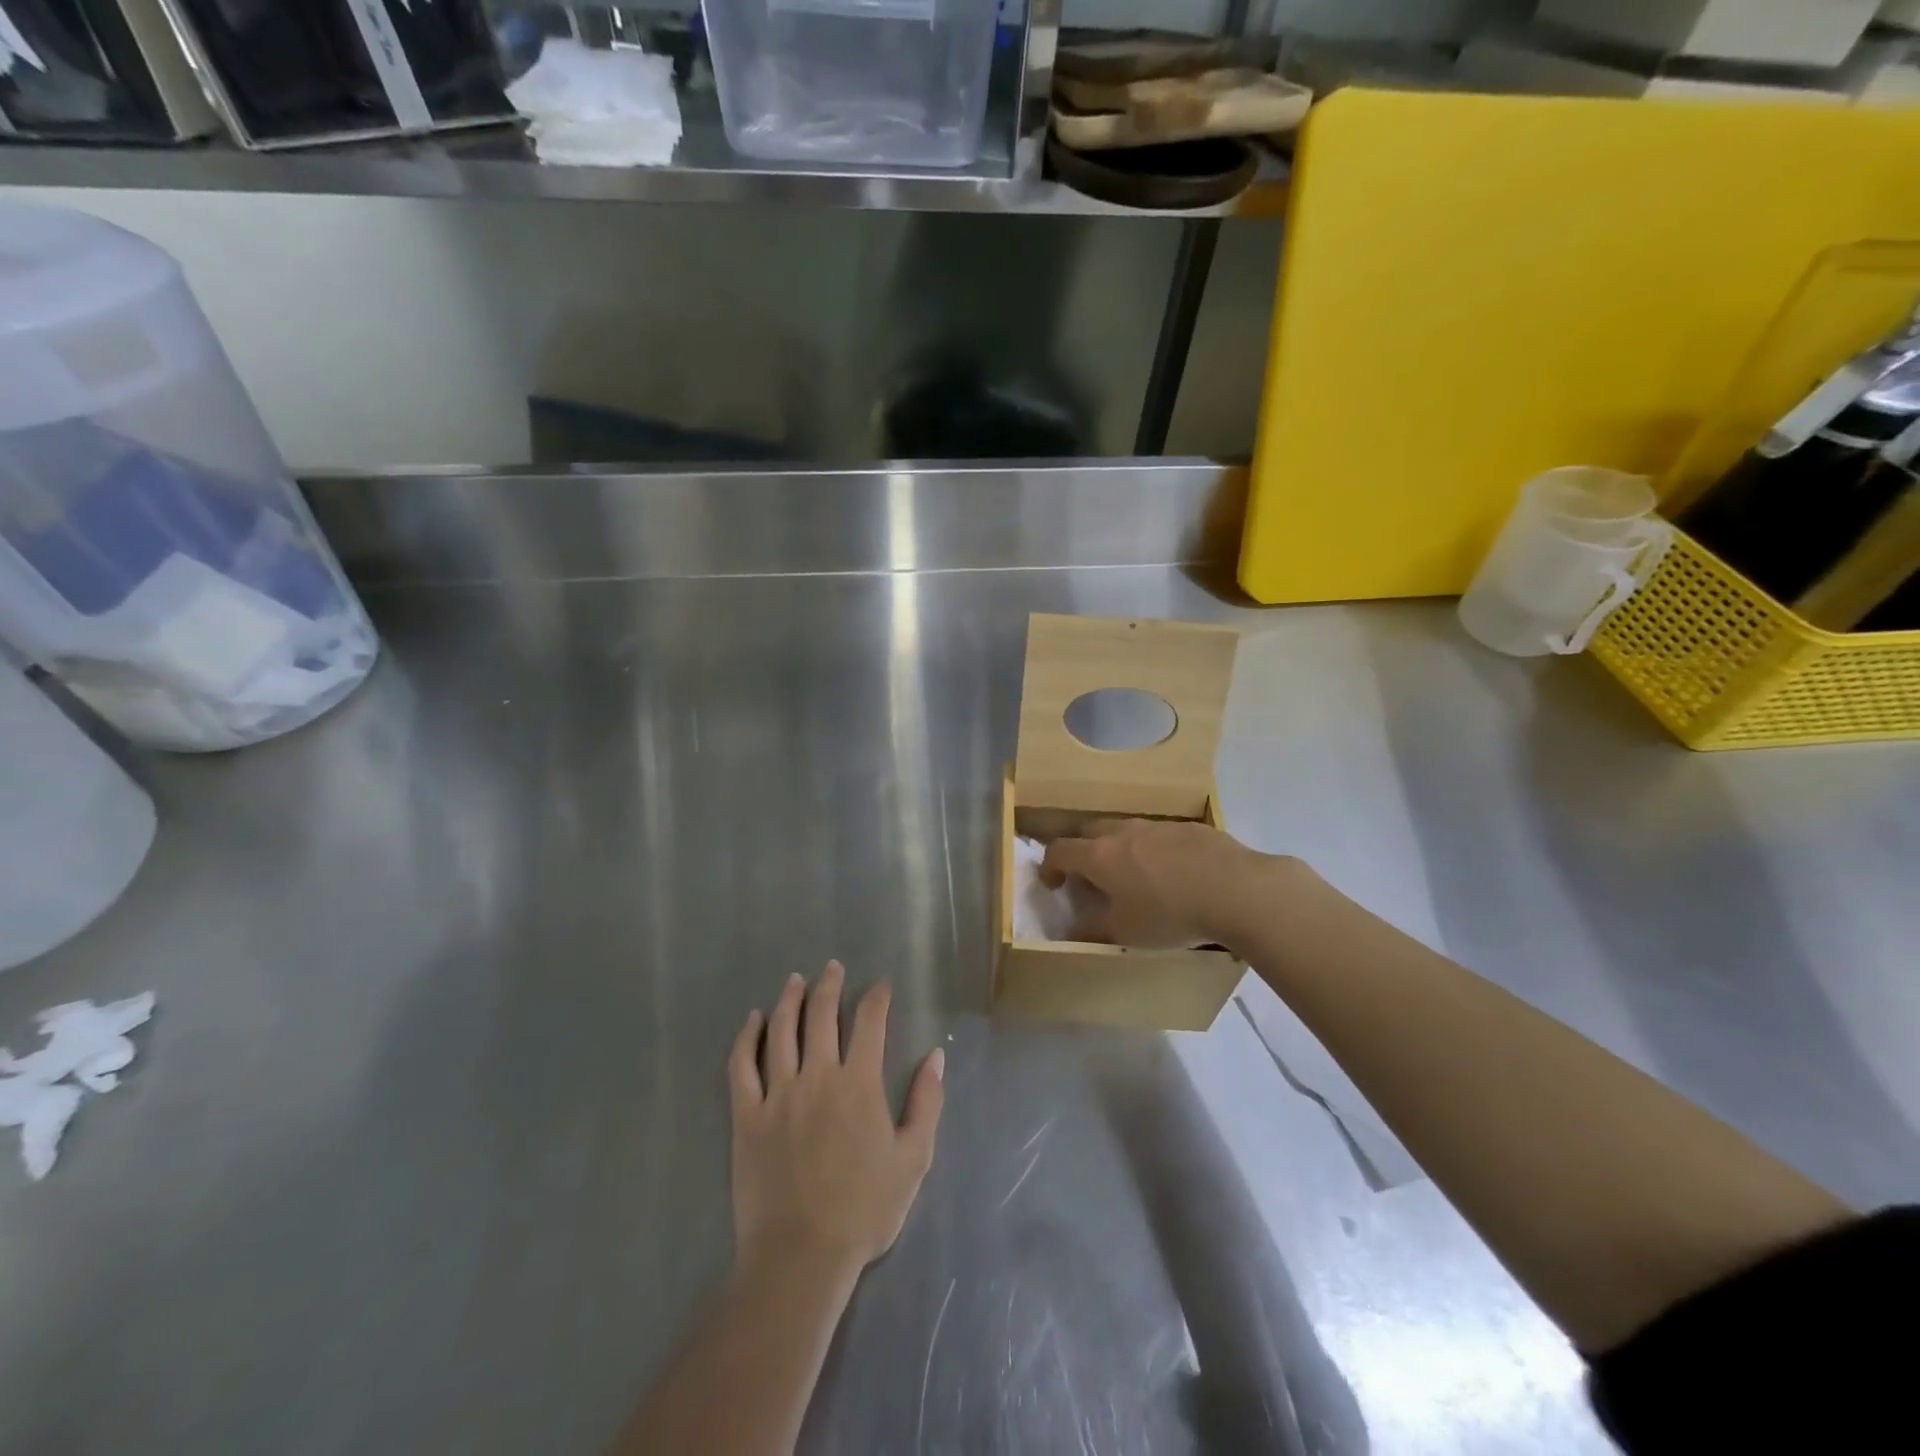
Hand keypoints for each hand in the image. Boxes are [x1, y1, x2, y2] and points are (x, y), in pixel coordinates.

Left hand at [727, 962, 944, 1280]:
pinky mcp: (746, 1116)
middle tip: (833, 967)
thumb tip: (936, 1055)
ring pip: (781, 1030)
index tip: (881, 985)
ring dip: (789, 999)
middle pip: (821, 1014)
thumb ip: (926, 1102)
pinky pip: (742, 1066)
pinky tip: (753, 1021)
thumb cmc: (864, 1210)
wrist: (800, 1257)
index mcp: (859, 1083)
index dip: (877, 997)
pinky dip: (747, 1037)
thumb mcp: (913, 1158)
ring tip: (795, 980)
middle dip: (830, 985)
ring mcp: (778, 1093)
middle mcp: (818, 1075)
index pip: (869, 1021)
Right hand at [1039, 818, 1292, 949]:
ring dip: (1119, 848)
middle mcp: (1123, 832)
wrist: (1238, 890)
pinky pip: (1160, 835)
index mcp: (1100, 855)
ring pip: (1126, 830)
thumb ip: (1093, 930)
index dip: (1049, 866)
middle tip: (1091, 877)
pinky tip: (1174, 873)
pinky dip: (1154, 850)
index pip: (1059, 850)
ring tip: (1134, 876)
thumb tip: (1072, 931)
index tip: (1053, 884)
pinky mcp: (1190, 827)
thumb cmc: (1171, 913)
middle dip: (1082, 851)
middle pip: (1089, 832)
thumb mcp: (1126, 932)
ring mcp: (1158, 826)